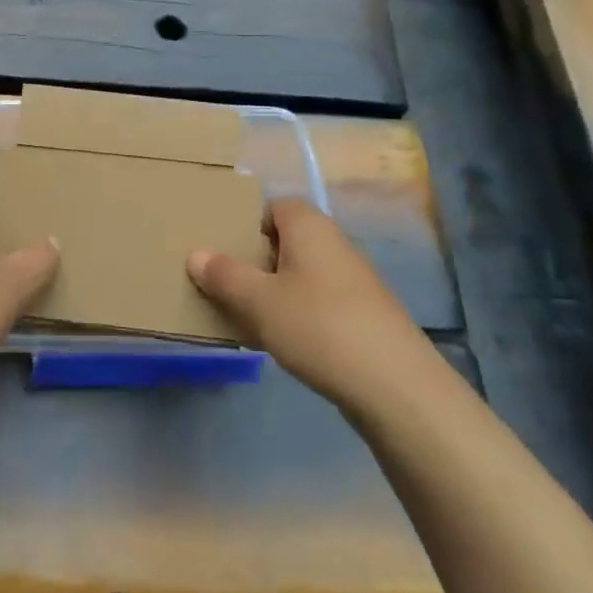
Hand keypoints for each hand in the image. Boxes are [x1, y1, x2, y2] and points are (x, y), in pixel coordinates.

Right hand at [187, 197, 422, 404]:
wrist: (396, 386)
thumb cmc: (319, 326)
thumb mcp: (258, 301)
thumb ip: (224, 275)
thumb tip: (196, 254)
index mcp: (308, 226)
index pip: (273, 206)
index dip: (247, 223)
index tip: (223, 249)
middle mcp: (333, 243)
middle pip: (286, 240)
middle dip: (255, 260)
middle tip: (226, 284)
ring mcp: (353, 280)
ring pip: (301, 273)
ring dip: (274, 290)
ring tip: (246, 316)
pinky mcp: (364, 315)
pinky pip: (318, 301)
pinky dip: (297, 314)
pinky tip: (282, 342)